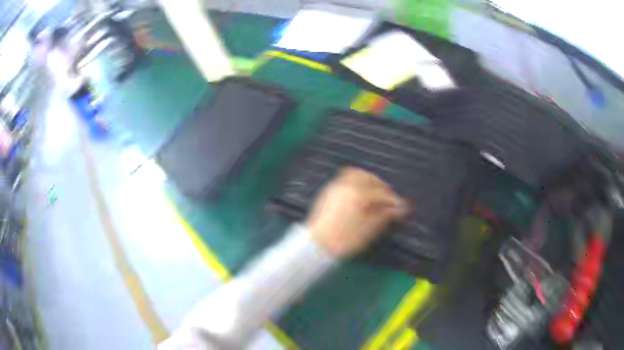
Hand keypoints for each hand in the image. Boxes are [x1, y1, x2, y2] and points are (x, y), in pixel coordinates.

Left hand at [306, 167, 407, 257]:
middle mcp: (346, 186)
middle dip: (382, 186)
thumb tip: (398, 208)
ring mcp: (335, 187)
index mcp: (358, 195)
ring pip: (355, 173)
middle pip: (369, 178)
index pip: (382, 194)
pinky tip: (360, 192)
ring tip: (376, 191)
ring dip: (369, 179)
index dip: (395, 201)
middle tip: (390, 197)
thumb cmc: (343, 241)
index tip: (402, 208)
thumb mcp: (368, 231)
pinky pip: (345, 178)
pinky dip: (357, 180)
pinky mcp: (328, 191)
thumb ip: (385, 216)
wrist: (316, 246)